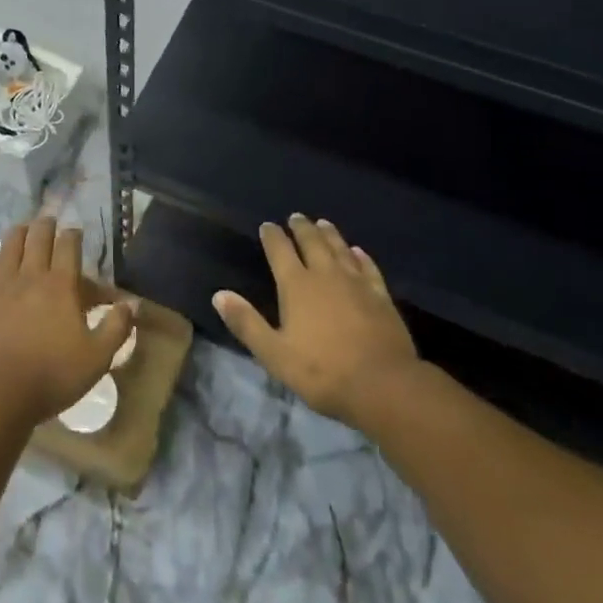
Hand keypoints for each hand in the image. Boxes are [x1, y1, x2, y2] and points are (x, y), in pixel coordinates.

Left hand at [0, 218, 133, 424]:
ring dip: (16, 234)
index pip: (68, 248)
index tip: (75, 230)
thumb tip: (133, 303)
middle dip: (44, 226)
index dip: (72, 235)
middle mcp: (30, 277)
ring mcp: (0, 288)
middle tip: (48, 220)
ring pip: (8, 249)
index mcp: (61, 286)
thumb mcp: (97, 357)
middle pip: (37, 240)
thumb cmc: (53, 375)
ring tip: (21, 226)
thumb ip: (117, 328)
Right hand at [214, 215, 418, 427]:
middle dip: (301, 228)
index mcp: (297, 286)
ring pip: (340, 249)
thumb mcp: (274, 353)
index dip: (272, 236)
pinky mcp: (381, 296)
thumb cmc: (322, 372)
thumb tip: (219, 295)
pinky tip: (358, 252)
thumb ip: (246, 323)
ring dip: (329, 235)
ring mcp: (356, 283)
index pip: (280, 251)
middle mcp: (326, 275)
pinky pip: (368, 268)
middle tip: (296, 217)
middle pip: (312, 242)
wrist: (383, 385)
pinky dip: (360, 256)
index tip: (267, 226)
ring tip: (322, 223)